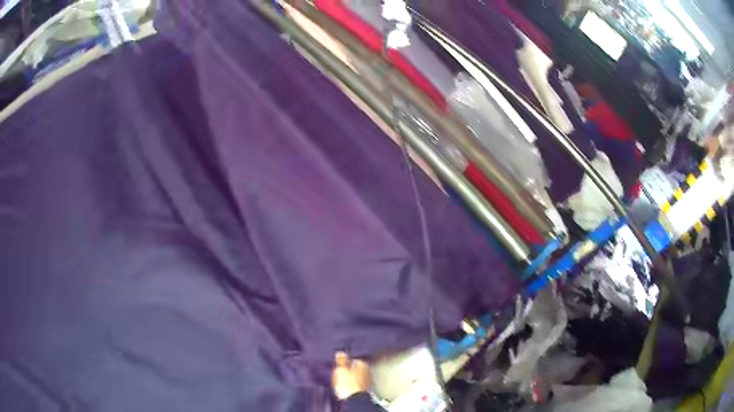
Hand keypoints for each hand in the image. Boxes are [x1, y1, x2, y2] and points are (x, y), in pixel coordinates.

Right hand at [331, 351, 371, 399]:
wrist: (354, 399)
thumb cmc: (348, 384)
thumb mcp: (341, 369)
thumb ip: (341, 360)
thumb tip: (341, 353)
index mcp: (362, 363)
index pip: (353, 358)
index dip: (345, 361)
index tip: (339, 364)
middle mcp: (367, 370)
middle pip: (355, 367)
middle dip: (349, 369)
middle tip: (340, 371)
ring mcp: (367, 380)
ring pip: (356, 375)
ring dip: (350, 377)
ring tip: (342, 380)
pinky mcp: (364, 388)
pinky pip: (356, 383)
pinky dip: (352, 383)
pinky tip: (347, 386)